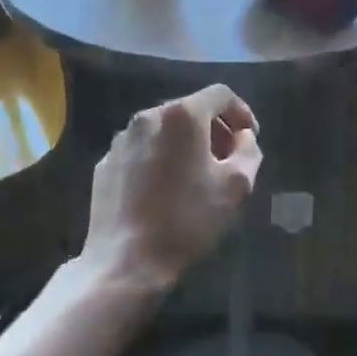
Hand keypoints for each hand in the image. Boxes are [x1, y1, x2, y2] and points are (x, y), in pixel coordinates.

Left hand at [82, 84, 261, 291]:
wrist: (125, 261)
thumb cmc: (188, 220)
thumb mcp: (237, 186)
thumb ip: (248, 150)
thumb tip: (242, 136)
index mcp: (181, 115)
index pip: (220, 94)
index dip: (242, 112)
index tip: (251, 137)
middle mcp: (147, 117)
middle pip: (190, 109)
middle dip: (214, 128)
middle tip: (229, 157)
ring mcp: (122, 140)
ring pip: (163, 129)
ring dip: (186, 143)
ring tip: (198, 174)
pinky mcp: (106, 163)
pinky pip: (142, 149)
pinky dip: (160, 158)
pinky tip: (166, 189)